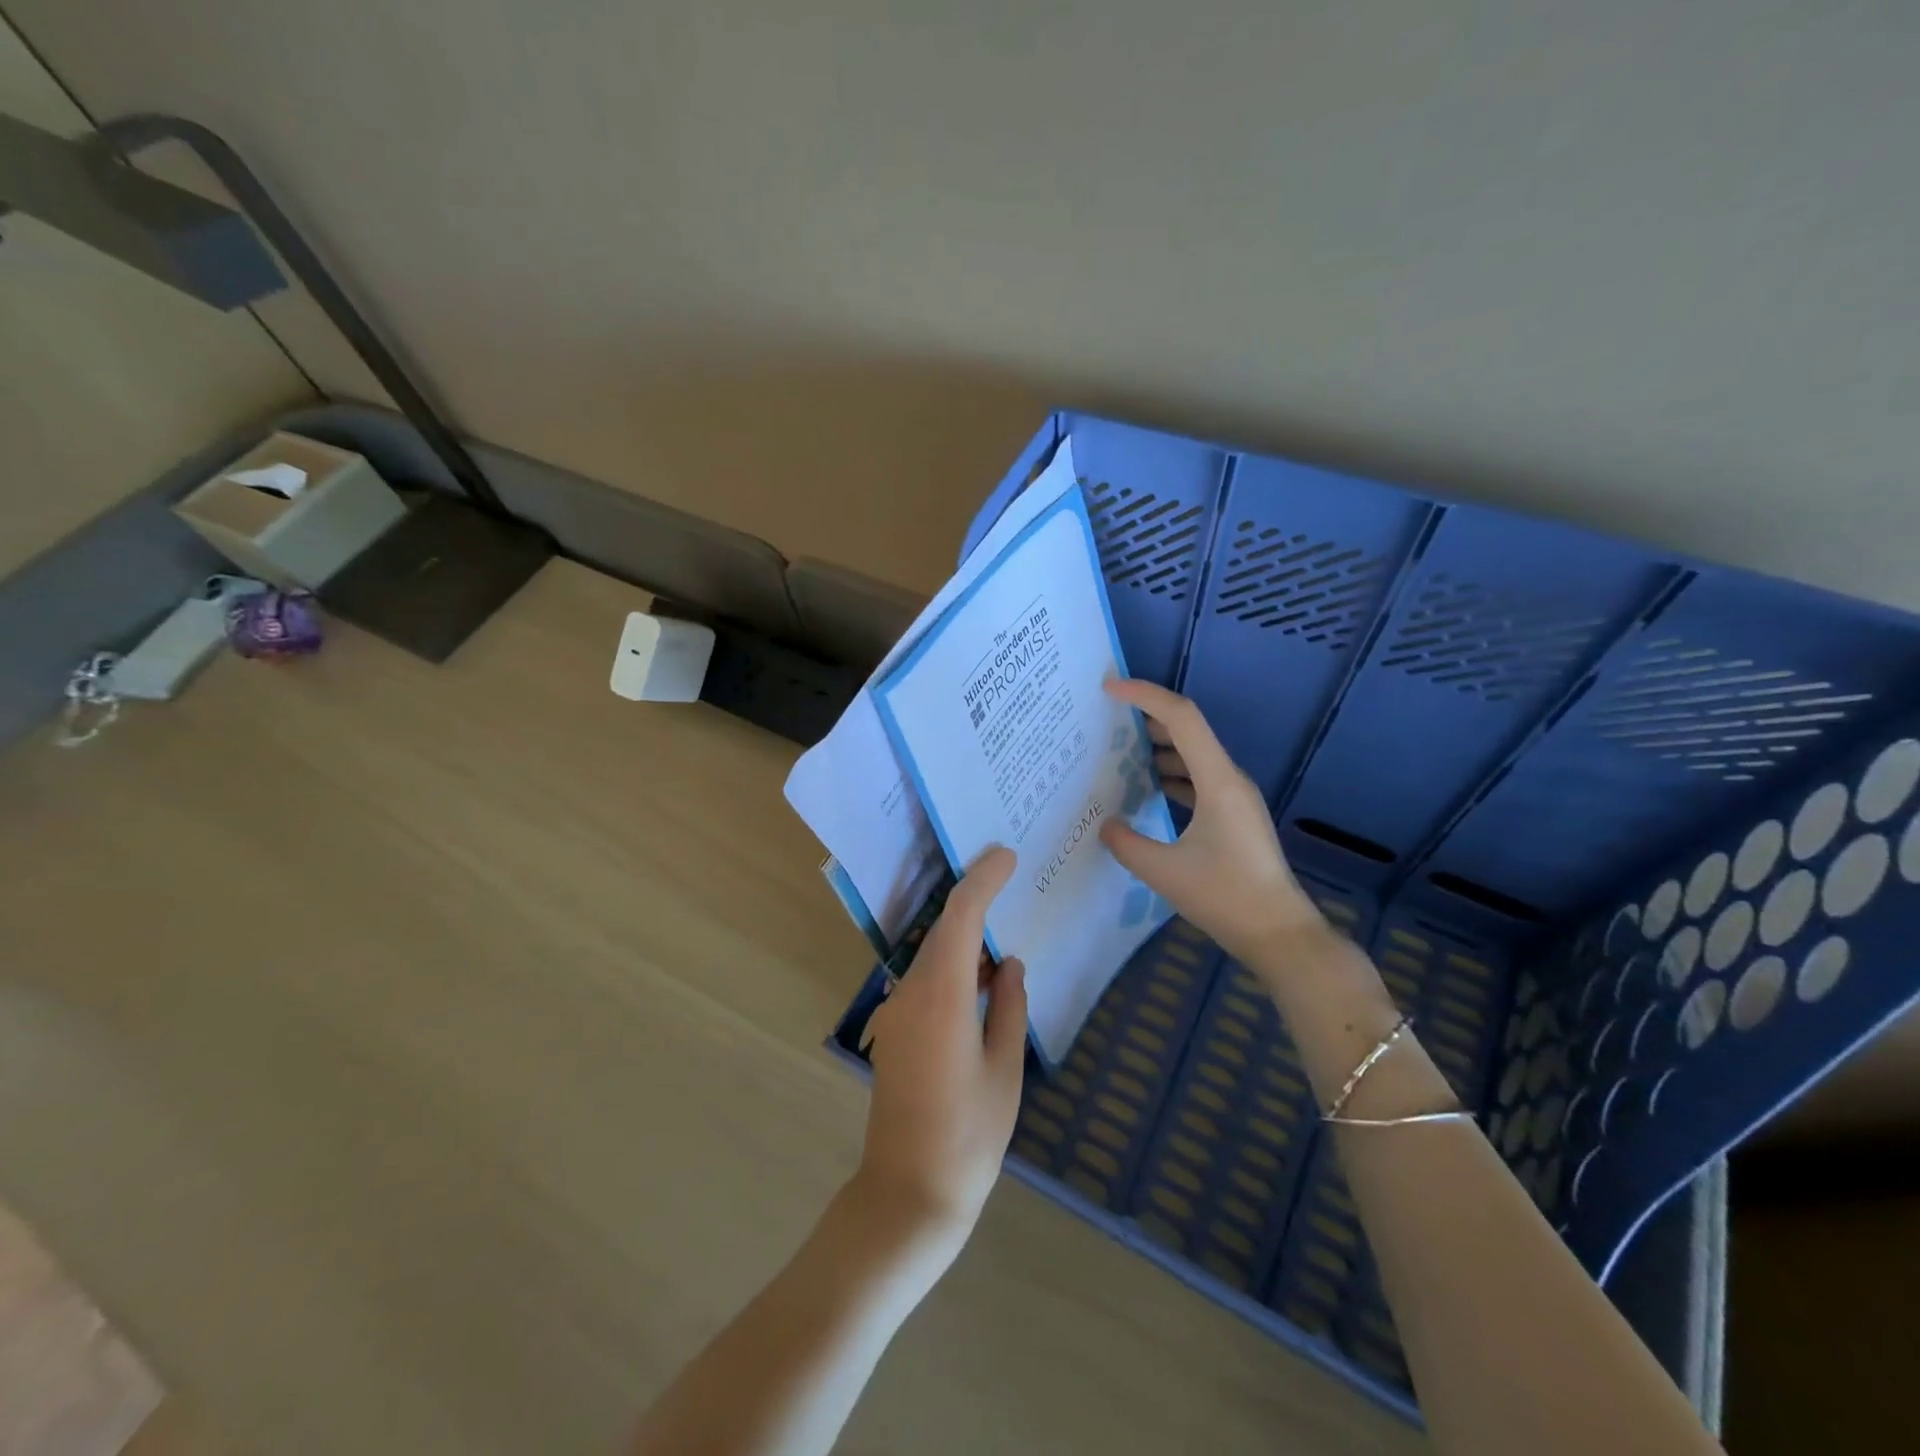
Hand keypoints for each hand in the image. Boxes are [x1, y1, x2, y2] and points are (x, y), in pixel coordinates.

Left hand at [856, 846, 1027, 1258]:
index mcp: (941, 996)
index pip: (960, 917)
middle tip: (1011, 878)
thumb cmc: (968, 1135)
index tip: (1006, 855)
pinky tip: (981, 975)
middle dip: (975, 899)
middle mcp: (911, 992)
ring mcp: (898, 1011)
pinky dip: (954, 965)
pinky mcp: (896, 1030)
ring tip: (1005, 925)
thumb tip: (1008, 964)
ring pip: (933, 953)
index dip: (982, 880)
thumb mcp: (1004, 1069)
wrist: (908, 1192)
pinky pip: (927, 979)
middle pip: (943, 929)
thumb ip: (1008, 1007)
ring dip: (965, 935)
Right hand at [1099, 677, 1323, 961]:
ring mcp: (1236, 797)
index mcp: (1218, 780)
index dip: (1144, 695)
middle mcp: (1230, 779)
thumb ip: (1126, 843)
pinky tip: (1150, 789)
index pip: (1181, 717)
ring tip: (1121, 751)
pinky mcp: (1235, 816)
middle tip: (1108, 718)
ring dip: (1159, 747)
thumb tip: (1105, 824)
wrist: (1278, 933)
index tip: (1109, 689)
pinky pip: (1199, 779)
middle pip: (1188, 730)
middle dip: (1147, 716)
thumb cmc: (1224, 896)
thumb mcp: (1163, 871)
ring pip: (1194, 755)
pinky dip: (1172, 774)